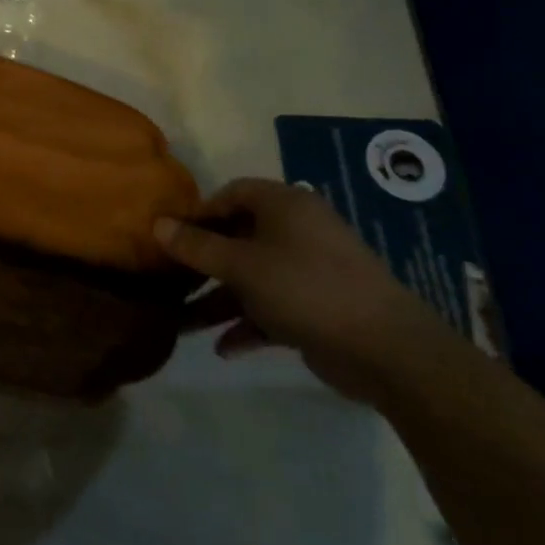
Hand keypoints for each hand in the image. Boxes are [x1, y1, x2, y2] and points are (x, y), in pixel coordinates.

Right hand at [156, 178, 450, 401]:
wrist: (388, 351)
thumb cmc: (307, 289)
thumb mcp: (242, 266)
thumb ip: (197, 247)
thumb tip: (156, 224)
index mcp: (285, 206)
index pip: (233, 193)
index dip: (199, 212)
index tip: (171, 236)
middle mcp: (297, 232)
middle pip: (238, 238)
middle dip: (202, 263)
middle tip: (170, 279)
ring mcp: (309, 272)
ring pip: (251, 278)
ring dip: (218, 300)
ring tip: (182, 324)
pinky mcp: (316, 309)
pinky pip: (271, 309)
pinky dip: (247, 325)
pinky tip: (223, 348)